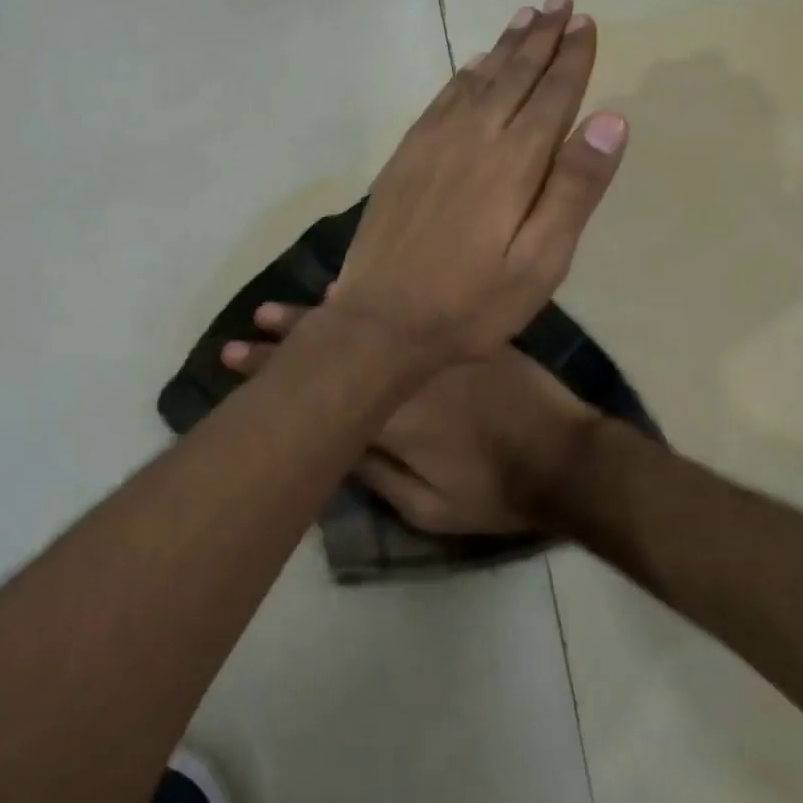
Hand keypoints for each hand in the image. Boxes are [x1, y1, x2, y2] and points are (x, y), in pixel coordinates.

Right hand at [224, 301, 604, 534]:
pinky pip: (407, 310)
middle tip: (249, 325)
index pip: (318, 387)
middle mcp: (403, 369)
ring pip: (366, 322)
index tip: (234, 356)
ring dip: (320, 315)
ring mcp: (432, 345)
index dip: (272, 371)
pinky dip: (373, 302)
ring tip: (281, 307)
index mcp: (389, 413)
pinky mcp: (459, 335)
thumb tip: (332, 443)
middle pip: (335, 346)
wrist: (567, 457)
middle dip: (288, 337)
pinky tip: (346, 295)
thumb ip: (376, 474)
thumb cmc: (495, 491)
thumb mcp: (429, 507)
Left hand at [328, 0, 628, 363]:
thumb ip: (574, 189)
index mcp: (514, 163)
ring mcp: (432, 145)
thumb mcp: (540, 262)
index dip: (572, 58)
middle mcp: (473, 139)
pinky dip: (460, 77)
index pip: (553, 96)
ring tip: (524, 17)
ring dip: (503, 48)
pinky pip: (438, 102)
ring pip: (476, 81)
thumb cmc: (471, 303)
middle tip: (560, 2)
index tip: (586, 22)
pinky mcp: (404, 158)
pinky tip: (470, 65)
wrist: (381, 319)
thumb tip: (610, 119)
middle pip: (514, 77)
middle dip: (540, 38)